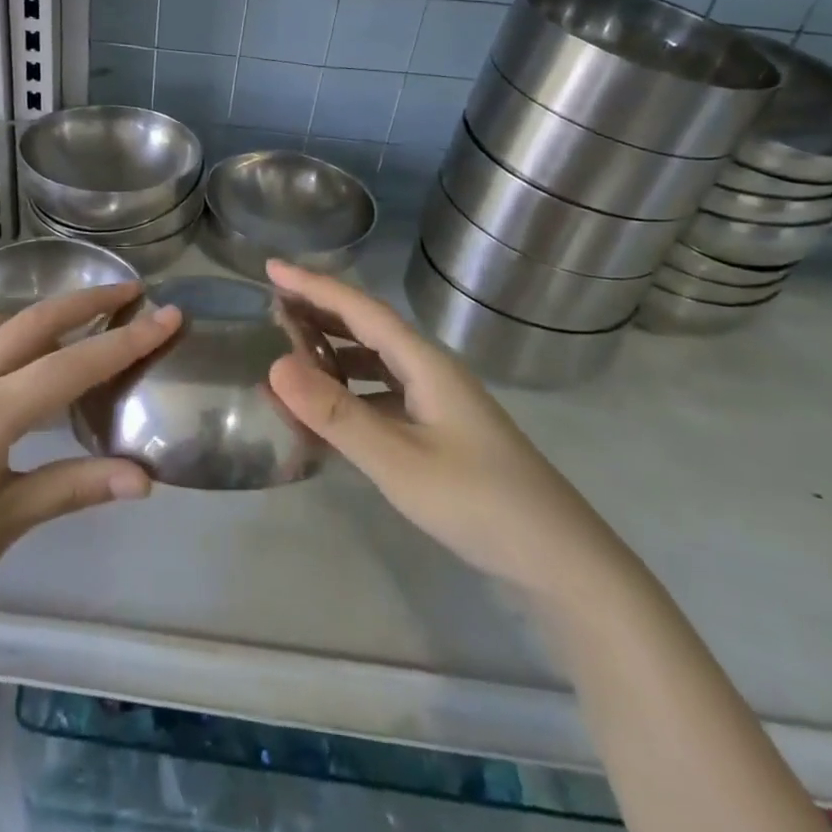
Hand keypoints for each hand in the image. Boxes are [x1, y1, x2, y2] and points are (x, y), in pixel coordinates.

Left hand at [0, 283, 181, 660]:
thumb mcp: (8, 522)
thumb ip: (76, 486)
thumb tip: (145, 478)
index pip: (73, 365)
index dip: (127, 340)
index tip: (169, 315)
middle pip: (36, 322)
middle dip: (87, 301)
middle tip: (132, 290)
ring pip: (1, 324)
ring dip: (45, 312)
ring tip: (84, 318)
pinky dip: (9, 331)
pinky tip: (25, 353)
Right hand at [265, 261, 621, 600]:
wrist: (562, 563)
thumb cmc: (480, 504)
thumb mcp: (399, 461)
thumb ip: (336, 414)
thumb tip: (274, 365)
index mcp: (425, 363)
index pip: (360, 308)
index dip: (313, 285)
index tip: (269, 268)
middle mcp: (430, 371)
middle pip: (367, 326)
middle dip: (319, 310)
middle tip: (271, 304)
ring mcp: (438, 401)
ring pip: (374, 360)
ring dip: (332, 349)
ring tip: (289, 350)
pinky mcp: (439, 430)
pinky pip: (382, 393)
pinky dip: (349, 390)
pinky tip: (328, 408)